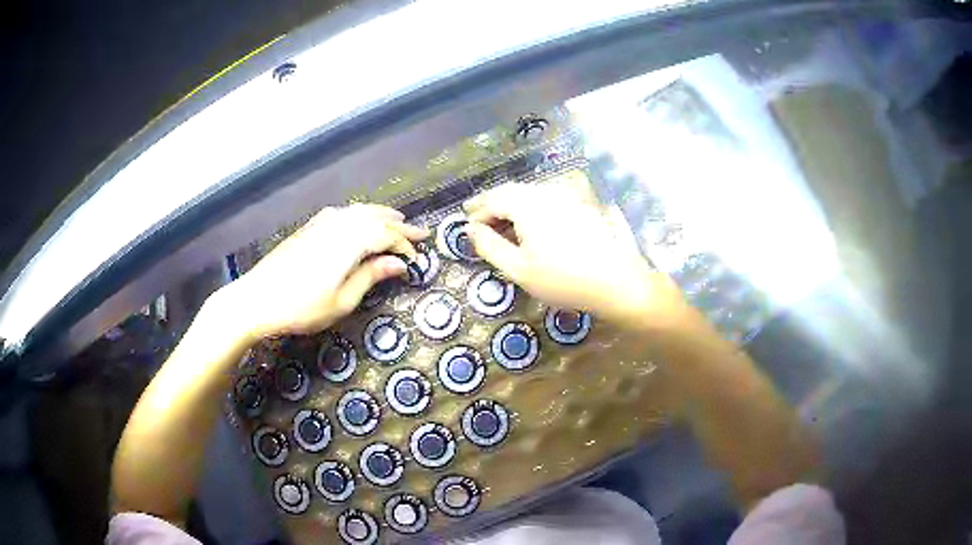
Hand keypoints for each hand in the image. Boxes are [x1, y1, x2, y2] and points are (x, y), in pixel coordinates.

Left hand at [222, 204, 427, 338]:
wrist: (258, 298)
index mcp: (350, 242)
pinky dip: (359, 214)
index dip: (404, 247)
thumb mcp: (342, 300)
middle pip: (375, 218)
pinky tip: (360, 220)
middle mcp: (338, 225)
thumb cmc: (302, 306)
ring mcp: (321, 223)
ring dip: (380, 215)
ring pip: (359, 211)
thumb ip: (371, 276)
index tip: (416, 262)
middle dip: (399, 226)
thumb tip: (398, 264)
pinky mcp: (309, 227)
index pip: (386, 236)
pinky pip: (343, 213)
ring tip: (396, 220)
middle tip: (420, 233)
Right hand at [463, 173, 687, 329]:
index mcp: (528, 204)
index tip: (466, 225)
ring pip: (530, 193)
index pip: (494, 199)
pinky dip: (531, 207)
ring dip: (512, 205)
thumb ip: (489, 246)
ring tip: (501, 223)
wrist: (616, 282)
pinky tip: (531, 224)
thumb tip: (471, 229)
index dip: (477, 211)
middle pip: (512, 191)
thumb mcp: (518, 269)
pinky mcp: (582, 205)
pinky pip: (548, 199)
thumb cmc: (562, 279)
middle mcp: (547, 192)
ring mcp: (568, 197)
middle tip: (477, 216)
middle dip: (492, 203)